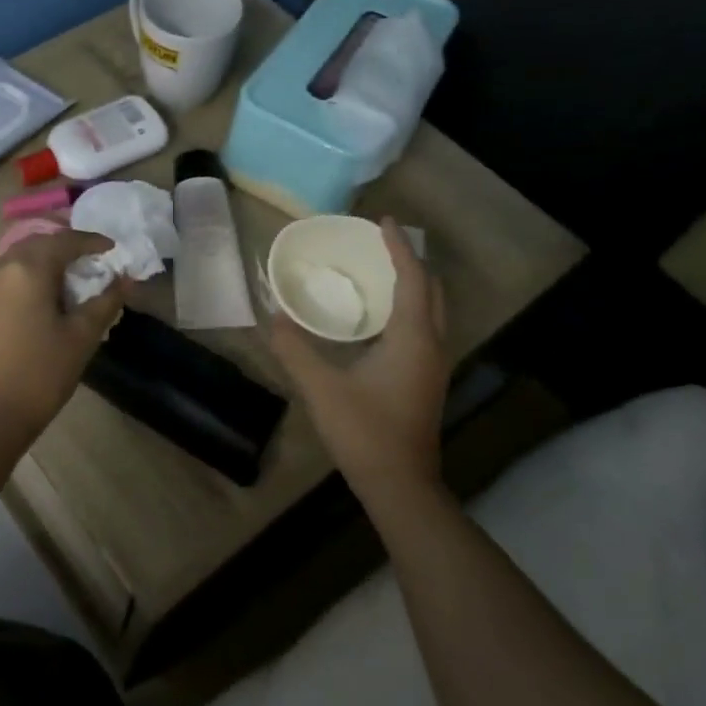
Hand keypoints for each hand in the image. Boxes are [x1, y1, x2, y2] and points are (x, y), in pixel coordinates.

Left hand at [0, 230, 127, 441]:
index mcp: (27, 269)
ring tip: (72, 278)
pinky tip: (46, 295)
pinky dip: (30, 275)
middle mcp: (0, 267)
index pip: (65, 241)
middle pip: (39, 244)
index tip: (113, 250)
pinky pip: (8, 275)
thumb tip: (125, 278)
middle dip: (67, 248)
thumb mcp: (82, 336)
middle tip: (94, 262)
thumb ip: (106, 301)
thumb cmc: (42, 373)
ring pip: (20, 258)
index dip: (92, 241)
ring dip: (47, 260)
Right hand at [268, 218, 450, 500]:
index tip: (382, 221)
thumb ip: (294, 349)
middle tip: (380, 244)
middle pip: (432, 290)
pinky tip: (378, 317)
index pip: (412, 279)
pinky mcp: (426, 380)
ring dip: (411, 285)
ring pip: (432, 311)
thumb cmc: (365, 432)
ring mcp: (434, 365)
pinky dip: (407, 308)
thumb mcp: (321, 388)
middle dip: (410, 262)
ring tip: (379, 271)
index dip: (398, 247)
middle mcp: (432, 345)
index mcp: (413, 338)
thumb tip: (271, 316)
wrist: (400, 485)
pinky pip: (424, 328)